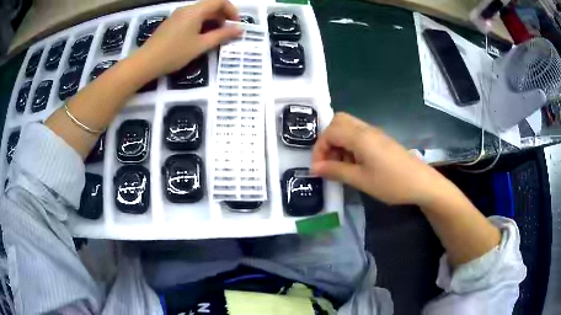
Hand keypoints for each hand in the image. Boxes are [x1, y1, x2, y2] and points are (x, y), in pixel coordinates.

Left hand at [137, 0, 241, 76]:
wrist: (146, 62)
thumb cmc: (174, 53)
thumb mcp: (201, 45)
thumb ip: (222, 36)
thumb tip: (240, 30)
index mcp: (195, 11)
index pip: (219, 1)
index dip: (231, 10)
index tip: (235, 24)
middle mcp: (187, 9)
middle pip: (210, 5)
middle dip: (222, 16)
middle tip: (227, 32)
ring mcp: (177, 15)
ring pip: (200, 12)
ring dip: (212, 20)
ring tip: (214, 36)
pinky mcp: (172, 22)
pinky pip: (191, 17)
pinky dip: (200, 23)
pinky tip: (199, 37)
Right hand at [312, 112, 449, 205]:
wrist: (422, 183)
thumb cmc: (391, 183)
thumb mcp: (361, 180)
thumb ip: (336, 171)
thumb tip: (315, 168)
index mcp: (360, 136)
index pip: (330, 132)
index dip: (319, 149)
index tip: (318, 168)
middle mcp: (366, 129)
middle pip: (338, 122)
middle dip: (328, 140)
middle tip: (328, 161)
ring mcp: (375, 133)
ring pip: (348, 128)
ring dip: (339, 143)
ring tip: (341, 166)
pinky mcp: (381, 140)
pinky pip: (359, 135)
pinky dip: (350, 146)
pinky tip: (355, 164)